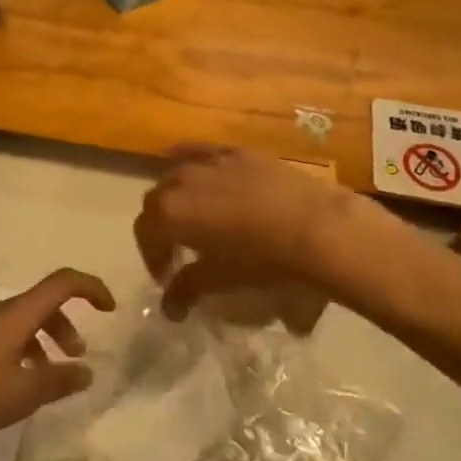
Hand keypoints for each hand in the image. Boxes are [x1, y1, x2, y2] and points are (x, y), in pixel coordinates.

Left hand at [0, 269, 114, 446]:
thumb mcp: (23, 393)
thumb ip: (59, 381)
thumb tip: (86, 372)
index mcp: (18, 314)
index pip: (63, 283)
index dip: (91, 288)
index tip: (110, 309)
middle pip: (42, 304)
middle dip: (66, 326)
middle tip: (77, 359)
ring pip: (22, 323)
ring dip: (43, 343)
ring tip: (47, 381)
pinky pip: (3, 337)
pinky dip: (21, 353)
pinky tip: (14, 388)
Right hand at [135, 145, 380, 320]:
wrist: (316, 227)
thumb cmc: (263, 259)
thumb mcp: (221, 279)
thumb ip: (187, 289)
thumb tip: (168, 308)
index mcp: (169, 214)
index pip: (145, 233)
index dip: (152, 257)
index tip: (167, 277)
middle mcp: (180, 181)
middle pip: (156, 202)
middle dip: (161, 226)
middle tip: (179, 250)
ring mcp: (208, 161)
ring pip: (177, 175)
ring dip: (177, 196)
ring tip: (196, 216)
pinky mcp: (235, 152)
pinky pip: (202, 152)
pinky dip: (191, 160)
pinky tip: (197, 169)